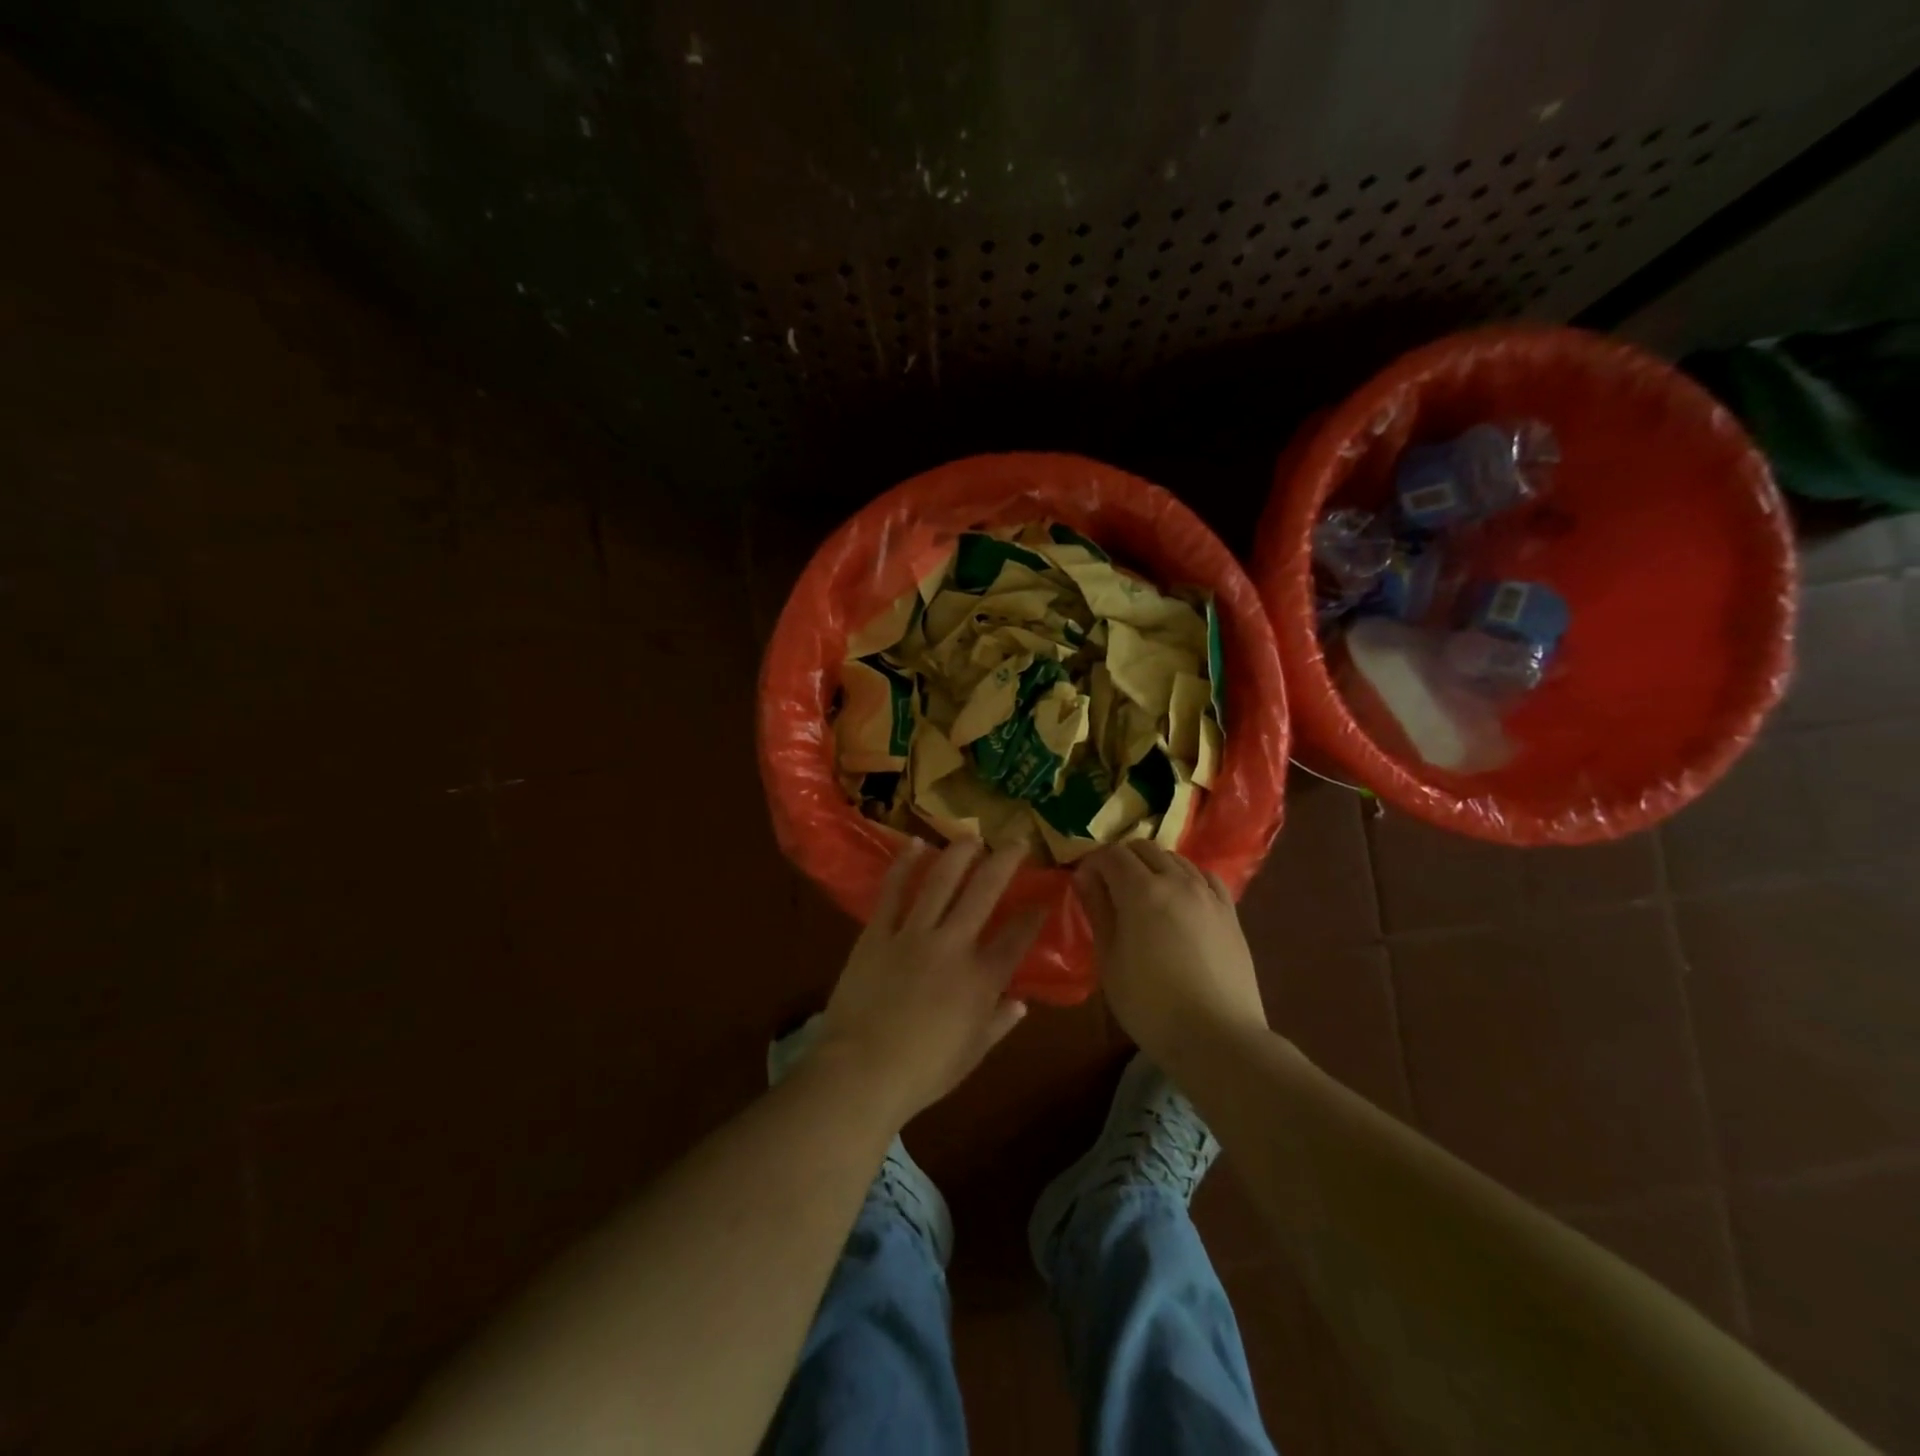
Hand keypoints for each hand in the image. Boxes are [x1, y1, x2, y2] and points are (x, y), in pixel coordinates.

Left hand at [813, 838, 1045, 1125]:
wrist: (860, 1072)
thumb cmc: (922, 1073)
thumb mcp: (971, 1055)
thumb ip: (998, 1023)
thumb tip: (1020, 1003)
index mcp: (981, 980)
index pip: (1017, 937)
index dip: (1034, 914)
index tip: (1044, 897)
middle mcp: (953, 946)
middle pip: (984, 893)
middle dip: (1004, 863)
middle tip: (1017, 841)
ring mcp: (913, 934)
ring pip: (940, 881)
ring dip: (959, 854)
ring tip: (971, 835)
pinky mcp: (878, 933)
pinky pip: (893, 891)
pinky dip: (904, 866)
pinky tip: (915, 845)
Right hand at [1073, 842, 1266, 1066]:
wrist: (1218, 1037)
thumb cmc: (1151, 1005)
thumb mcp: (1110, 961)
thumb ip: (1098, 912)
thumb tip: (1085, 877)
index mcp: (1142, 891)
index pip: (1112, 854)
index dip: (1093, 863)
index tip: (1084, 883)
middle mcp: (1177, 881)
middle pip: (1144, 848)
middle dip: (1121, 859)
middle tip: (1109, 888)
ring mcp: (1208, 894)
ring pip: (1175, 858)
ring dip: (1153, 866)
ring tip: (1143, 895)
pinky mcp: (1230, 912)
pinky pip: (1205, 877)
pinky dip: (1186, 877)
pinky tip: (1181, 899)